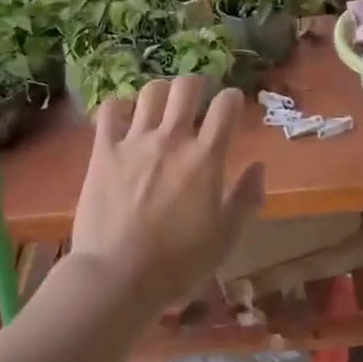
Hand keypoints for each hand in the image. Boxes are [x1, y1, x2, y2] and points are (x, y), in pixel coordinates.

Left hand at [71, 76, 263, 311]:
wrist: (117, 276)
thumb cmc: (178, 263)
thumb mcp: (225, 238)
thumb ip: (247, 198)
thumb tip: (259, 166)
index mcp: (205, 157)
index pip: (226, 106)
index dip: (233, 99)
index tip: (232, 105)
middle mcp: (171, 138)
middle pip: (186, 87)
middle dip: (196, 85)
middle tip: (196, 97)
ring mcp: (134, 141)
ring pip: (150, 92)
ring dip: (160, 94)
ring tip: (161, 106)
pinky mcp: (104, 150)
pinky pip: (109, 110)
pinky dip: (118, 107)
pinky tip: (123, 118)